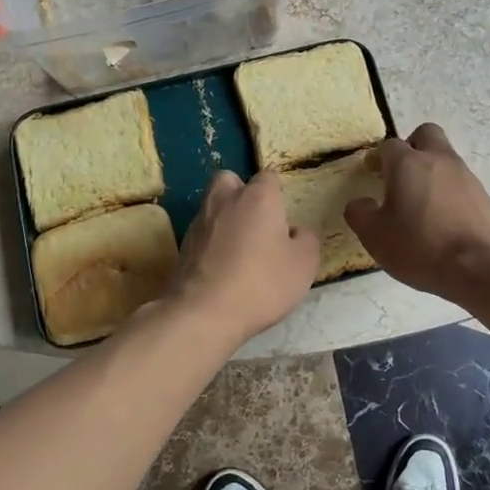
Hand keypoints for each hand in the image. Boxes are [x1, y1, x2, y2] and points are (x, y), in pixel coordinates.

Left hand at [168, 169, 319, 343]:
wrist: (204, 313)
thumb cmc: (262, 283)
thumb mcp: (304, 264)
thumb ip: (306, 239)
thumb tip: (295, 231)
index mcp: (258, 197)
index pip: (268, 176)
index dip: (277, 190)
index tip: (283, 211)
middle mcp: (225, 200)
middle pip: (230, 180)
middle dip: (241, 191)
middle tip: (256, 219)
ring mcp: (200, 222)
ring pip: (213, 205)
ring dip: (226, 217)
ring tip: (241, 247)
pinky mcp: (183, 245)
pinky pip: (203, 232)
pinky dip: (212, 241)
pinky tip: (223, 265)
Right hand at [344, 123, 489, 301]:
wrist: (482, 266)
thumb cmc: (421, 246)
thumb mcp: (375, 236)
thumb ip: (360, 214)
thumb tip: (360, 203)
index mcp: (408, 163)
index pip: (389, 145)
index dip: (378, 157)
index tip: (372, 173)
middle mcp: (439, 160)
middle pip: (425, 134)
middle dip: (411, 147)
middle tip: (400, 175)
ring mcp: (466, 176)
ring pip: (445, 159)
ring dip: (431, 172)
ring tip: (421, 205)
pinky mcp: (485, 196)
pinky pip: (461, 183)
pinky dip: (449, 193)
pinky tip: (443, 221)